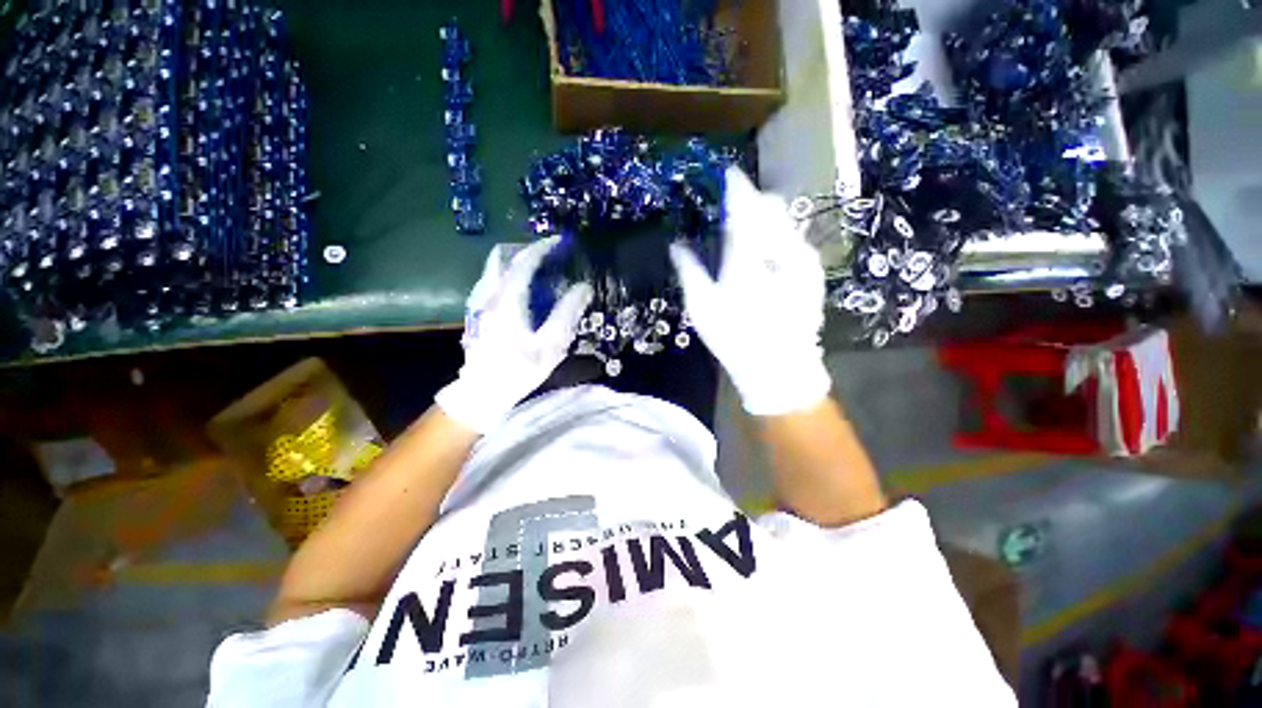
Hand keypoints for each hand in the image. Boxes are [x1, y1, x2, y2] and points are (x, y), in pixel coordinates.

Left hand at [435, 237, 593, 433]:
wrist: (481, 394)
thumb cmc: (518, 371)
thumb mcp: (550, 346)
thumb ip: (567, 314)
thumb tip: (583, 288)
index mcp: (507, 300)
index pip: (524, 262)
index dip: (543, 248)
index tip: (561, 242)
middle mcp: (488, 295)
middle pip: (501, 257)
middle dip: (526, 250)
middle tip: (549, 256)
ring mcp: (479, 303)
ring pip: (494, 269)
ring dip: (516, 262)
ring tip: (540, 271)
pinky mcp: (477, 312)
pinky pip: (492, 281)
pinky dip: (509, 275)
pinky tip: (524, 290)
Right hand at [669, 167, 830, 415]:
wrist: (779, 366)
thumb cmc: (735, 336)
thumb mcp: (701, 306)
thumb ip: (688, 269)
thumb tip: (676, 245)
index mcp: (750, 253)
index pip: (743, 205)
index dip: (733, 186)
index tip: (726, 174)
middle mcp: (781, 247)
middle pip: (770, 207)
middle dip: (751, 201)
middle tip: (732, 210)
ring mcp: (803, 260)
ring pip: (785, 223)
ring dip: (765, 220)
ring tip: (747, 235)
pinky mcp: (812, 274)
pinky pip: (794, 242)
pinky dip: (777, 239)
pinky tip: (765, 259)